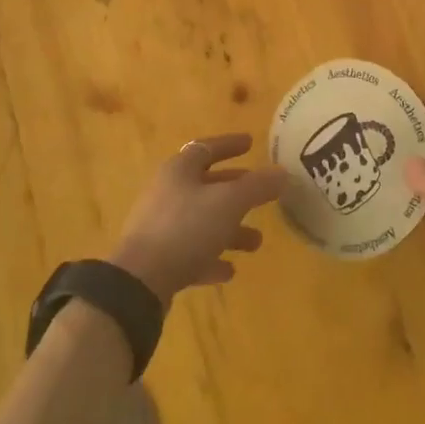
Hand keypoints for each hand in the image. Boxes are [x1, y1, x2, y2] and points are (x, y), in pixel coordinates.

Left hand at [108, 134, 284, 305]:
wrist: (140, 280)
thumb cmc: (187, 227)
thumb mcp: (230, 202)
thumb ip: (258, 186)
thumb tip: (283, 172)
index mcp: (180, 170)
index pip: (207, 148)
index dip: (230, 145)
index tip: (250, 143)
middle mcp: (168, 193)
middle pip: (207, 186)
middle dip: (237, 192)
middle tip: (262, 195)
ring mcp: (160, 227)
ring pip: (202, 222)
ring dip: (230, 230)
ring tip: (256, 243)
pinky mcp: (158, 259)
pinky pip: (191, 253)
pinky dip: (211, 258)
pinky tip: (229, 271)